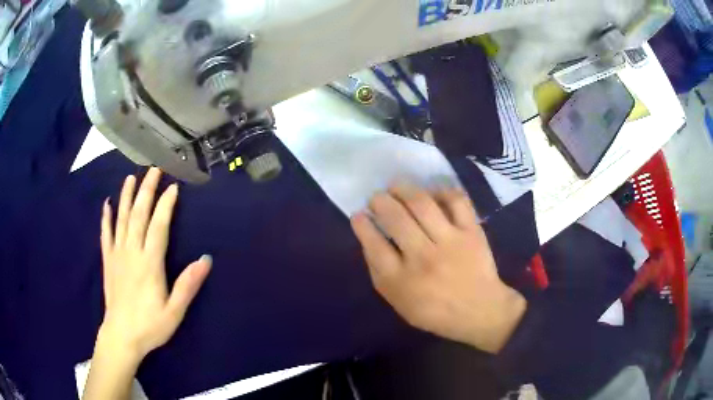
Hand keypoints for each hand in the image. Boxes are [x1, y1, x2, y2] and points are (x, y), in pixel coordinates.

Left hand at [98, 168, 211, 363]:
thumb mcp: (174, 311)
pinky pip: (105, 234)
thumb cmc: (150, 326)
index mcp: (149, 263)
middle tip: (153, 169)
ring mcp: (117, 254)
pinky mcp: (108, 261)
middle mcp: (132, 252)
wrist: (121, 337)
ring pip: (121, 219)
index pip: (158, 226)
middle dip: (147, 190)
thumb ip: (188, 285)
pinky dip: (106, 217)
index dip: (166, 205)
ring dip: (127, 196)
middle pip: (139, 215)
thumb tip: (206, 259)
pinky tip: (107, 204)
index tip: (173, 187)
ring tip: (131, 177)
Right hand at [350, 184, 525, 353]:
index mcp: (402, 281)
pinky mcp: (472, 232)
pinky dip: (442, 191)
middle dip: (379, 201)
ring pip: (422, 204)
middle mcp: (424, 258)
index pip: (374, 245)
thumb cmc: (435, 311)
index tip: (358, 214)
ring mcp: (450, 242)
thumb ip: (380, 273)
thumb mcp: (399, 302)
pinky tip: (431, 192)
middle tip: (376, 198)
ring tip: (396, 186)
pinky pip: (456, 201)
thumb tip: (368, 239)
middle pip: (395, 218)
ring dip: (404, 189)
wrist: (480, 311)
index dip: (362, 225)